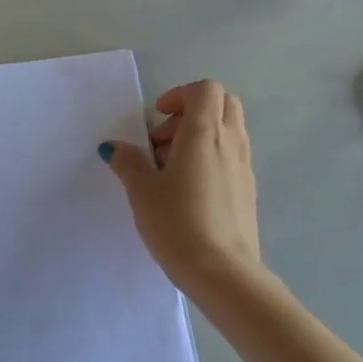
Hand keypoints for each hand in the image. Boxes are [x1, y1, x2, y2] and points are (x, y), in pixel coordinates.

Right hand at [101, 80, 261, 292]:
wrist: (222, 272)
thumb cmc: (178, 223)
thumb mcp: (142, 191)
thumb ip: (128, 162)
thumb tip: (114, 147)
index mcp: (205, 133)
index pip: (205, 89)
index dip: (179, 95)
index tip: (157, 119)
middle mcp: (231, 142)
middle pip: (223, 104)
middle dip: (191, 113)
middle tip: (163, 142)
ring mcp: (244, 167)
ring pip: (228, 131)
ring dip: (200, 137)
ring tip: (170, 171)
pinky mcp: (248, 191)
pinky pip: (231, 158)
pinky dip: (210, 160)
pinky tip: (187, 193)